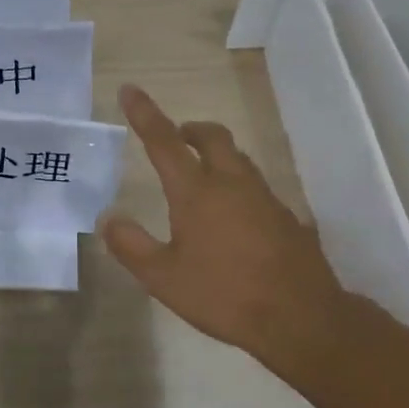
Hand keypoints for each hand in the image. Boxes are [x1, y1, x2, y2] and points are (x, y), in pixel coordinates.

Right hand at [99, 85, 343, 362]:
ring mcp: (265, 198)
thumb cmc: (224, 295)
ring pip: (238, 159)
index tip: (131, 90)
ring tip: (202, 175)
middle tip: (176, 137)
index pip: (164, 142)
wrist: (301, 318)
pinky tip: (235, 216)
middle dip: (190, 130)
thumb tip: (107, 218)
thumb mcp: (164, 278)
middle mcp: (232, 184)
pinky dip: (239, 185)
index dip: (145, 114)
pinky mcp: (287, 217)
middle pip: (213, 137)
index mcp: (197, 192)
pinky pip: (257, 187)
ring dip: (216, 154)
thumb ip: (131, 245)